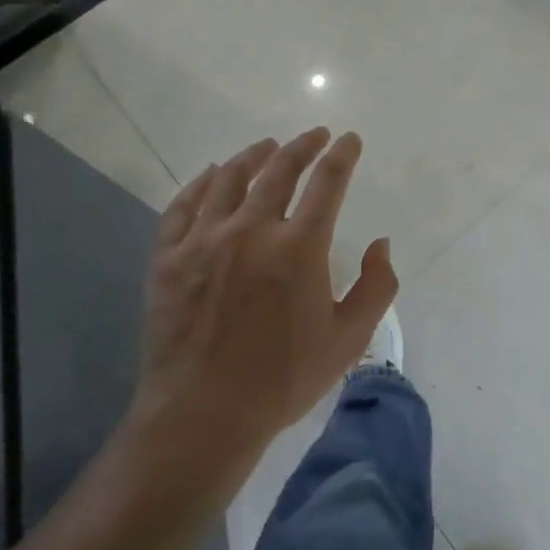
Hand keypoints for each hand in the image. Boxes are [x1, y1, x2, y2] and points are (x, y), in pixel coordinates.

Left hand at [125, 129, 397, 494]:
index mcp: (300, 248)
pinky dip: (201, 183)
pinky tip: (212, 175)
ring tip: (266, 145)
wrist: (203, 414)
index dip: (342, 155)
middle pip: (280, 170)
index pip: (328, 183)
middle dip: (302, 145)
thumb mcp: (348, 339)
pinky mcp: (168, 257)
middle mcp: (252, 230)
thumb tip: (381, 244)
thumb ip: (376, 287)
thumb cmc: (283, 379)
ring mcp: (204, 240)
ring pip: (230, 179)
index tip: (349, 140)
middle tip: (314, 135)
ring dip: (253, 156)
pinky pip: (183, 206)